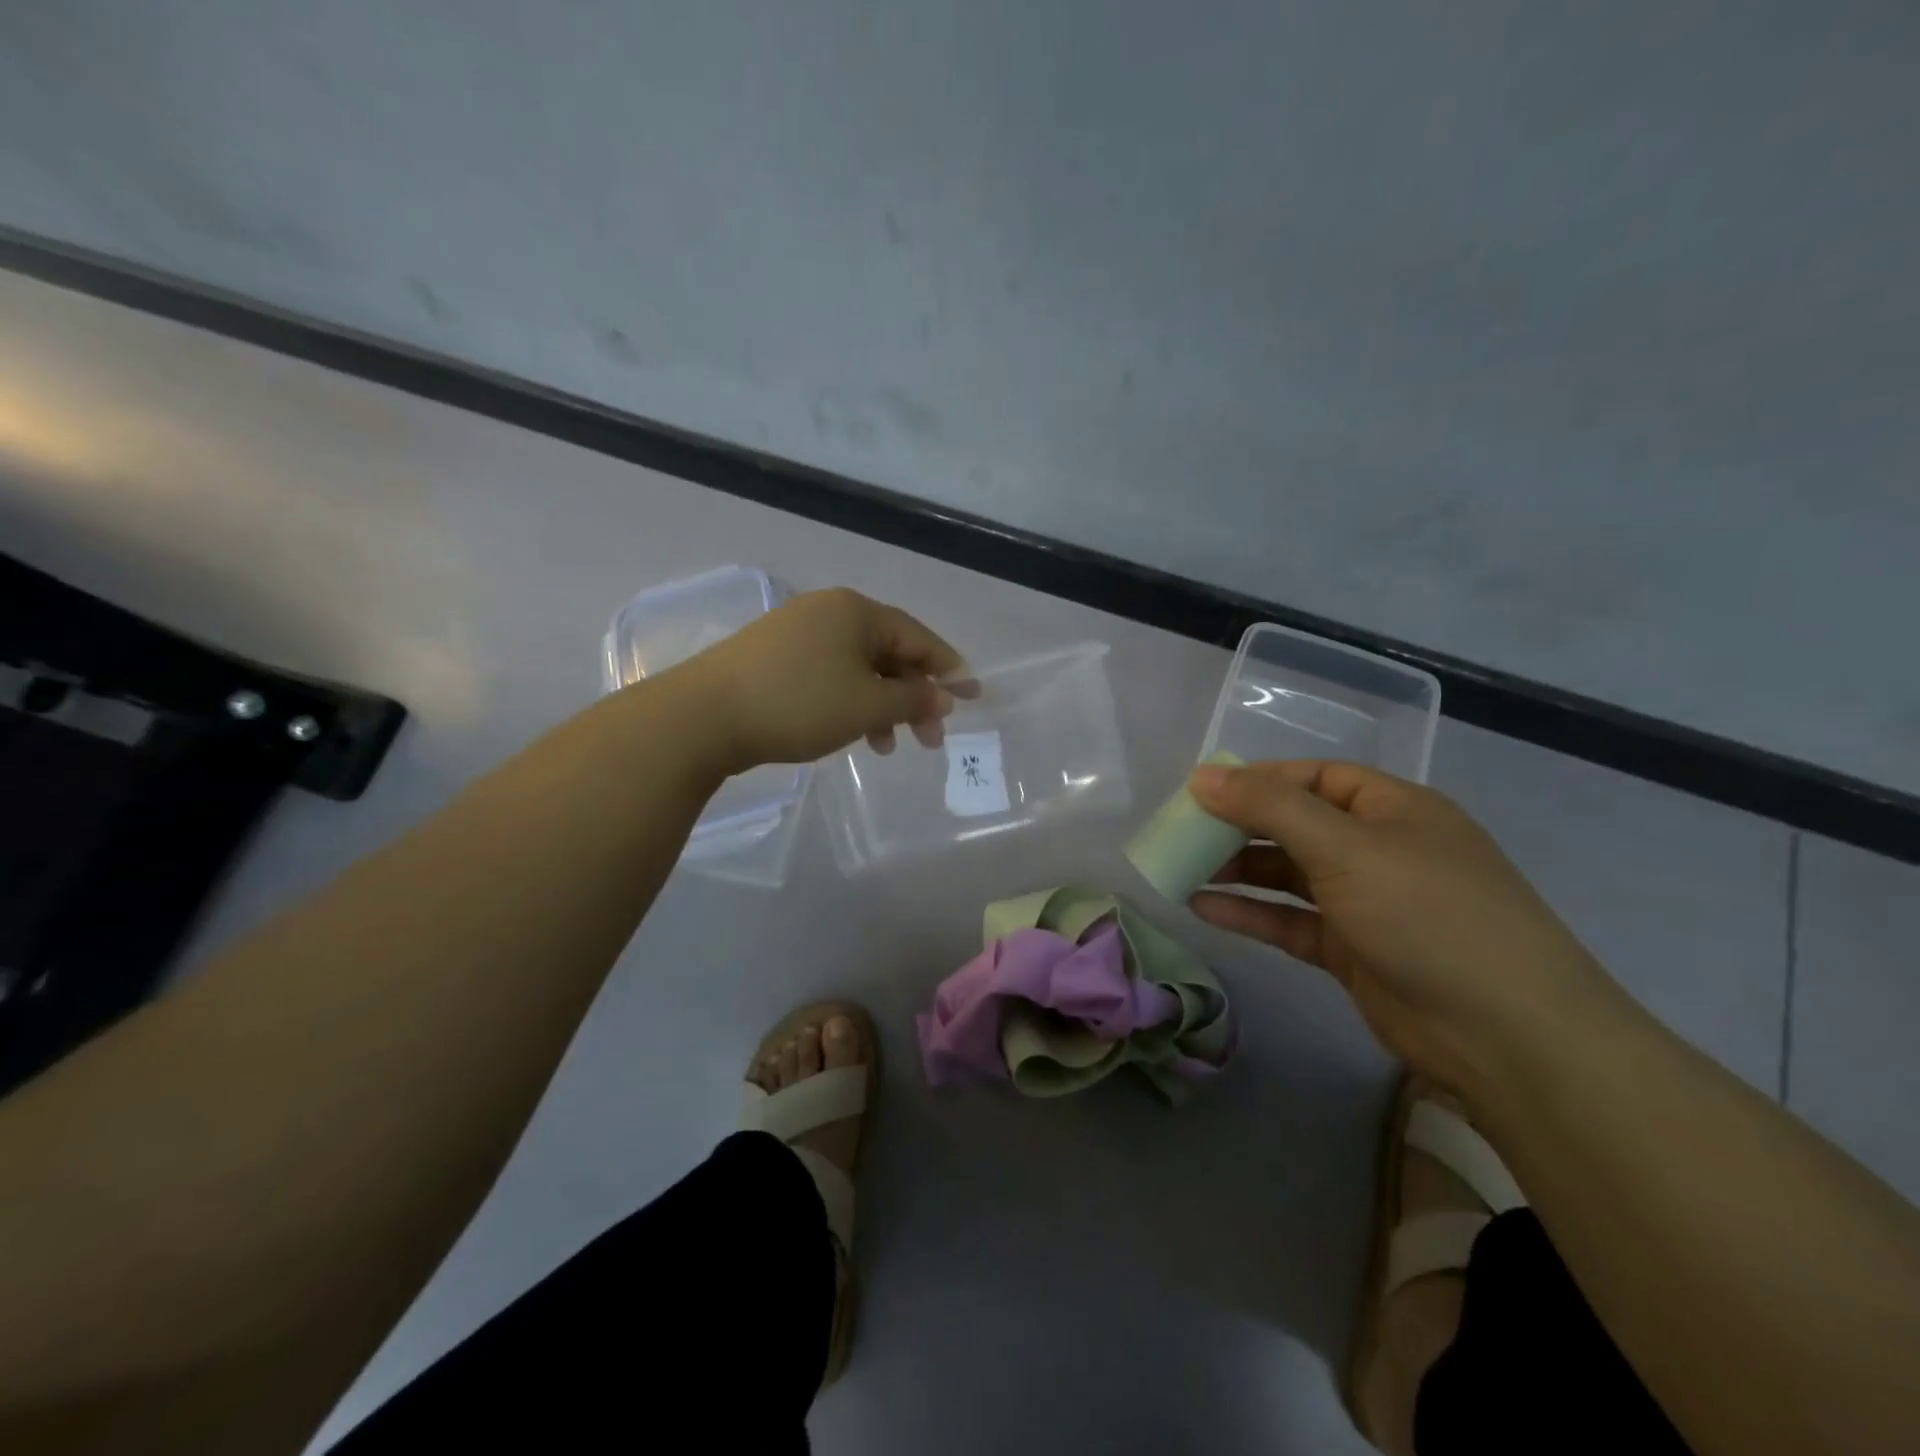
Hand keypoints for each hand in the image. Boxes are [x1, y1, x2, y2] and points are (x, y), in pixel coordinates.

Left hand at [679, 588, 970, 770]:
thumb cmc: (798, 703)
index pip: (919, 637)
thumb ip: (913, 699)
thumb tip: (944, 696)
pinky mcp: (773, 656)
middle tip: (931, 739)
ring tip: (888, 746)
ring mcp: (797, 632)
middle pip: (889, 652)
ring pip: (859, 668)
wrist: (704, 716)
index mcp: (857, 611)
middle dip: (914, 696)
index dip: (950, 669)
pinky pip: (830, 675)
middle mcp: (829, 612)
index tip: (974, 697)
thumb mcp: (867, 705)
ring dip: (882, 705)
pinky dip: (850, 702)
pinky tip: (851, 732)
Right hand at [1187, 759, 1625, 1096]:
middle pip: (1296, 825)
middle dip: (1239, 827)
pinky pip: (1290, 921)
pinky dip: (1250, 914)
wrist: (1507, 1035)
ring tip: (1180, 869)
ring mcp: (1367, 902)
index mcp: (1392, 809)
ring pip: (1288, 876)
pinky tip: (1203, 909)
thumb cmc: (1428, 914)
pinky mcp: (1353, 951)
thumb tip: (1202, 776)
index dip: (1258, 780)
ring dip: (1237, 871)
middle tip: (1181, 833)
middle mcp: (1379, 849)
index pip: (1314, 778)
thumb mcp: (1345, 847)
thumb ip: (1269, 809)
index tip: (1201, 791)